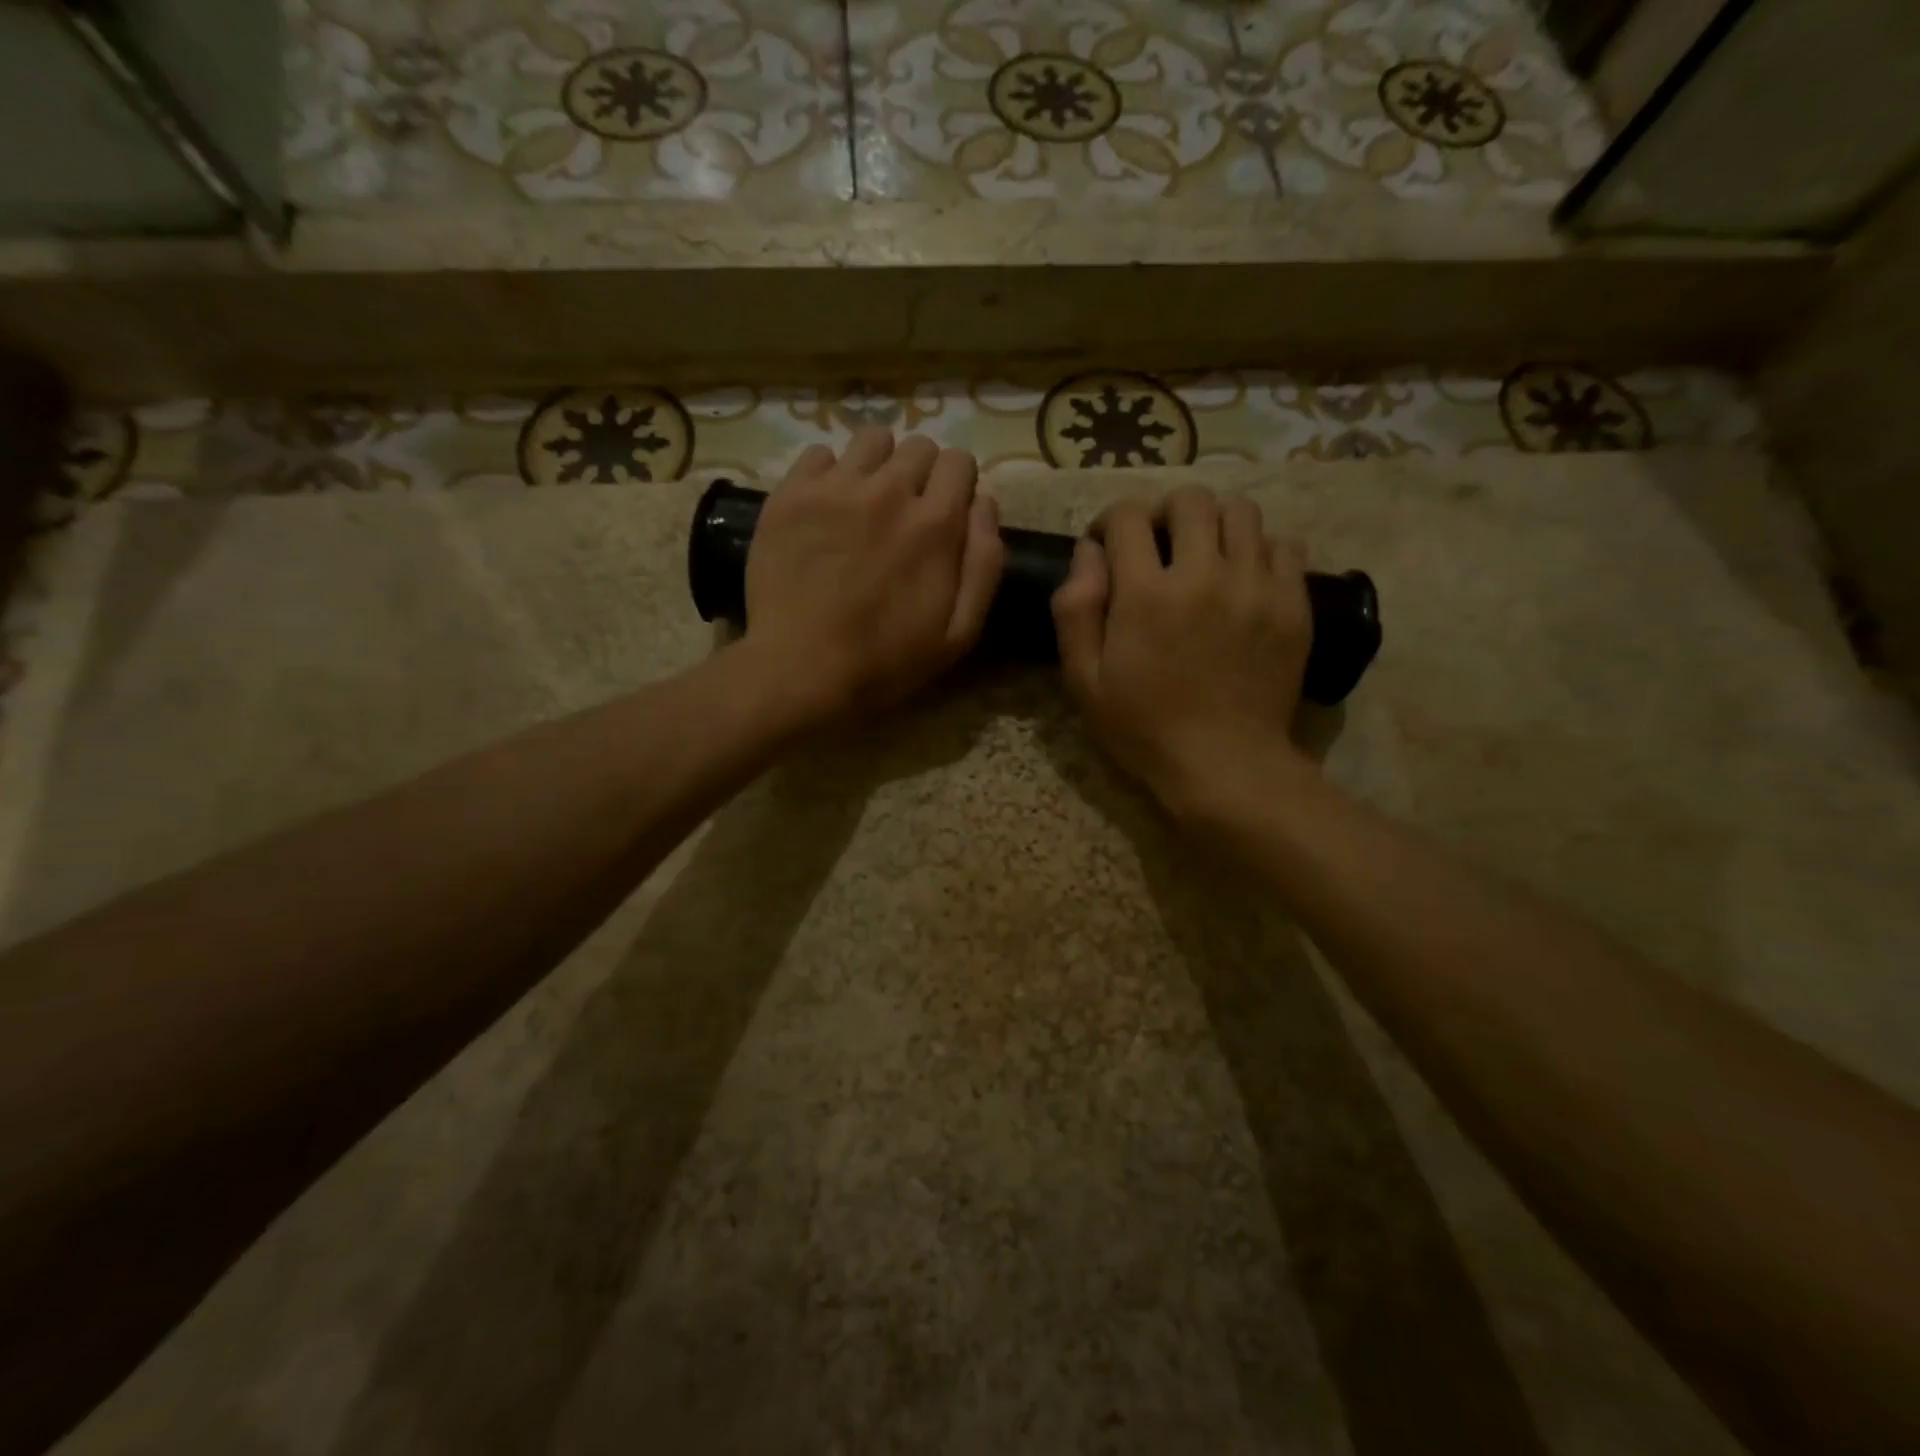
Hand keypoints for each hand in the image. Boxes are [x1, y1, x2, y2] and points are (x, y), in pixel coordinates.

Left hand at [743, 428, 1005, 719]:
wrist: (799, 670)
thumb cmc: (885, 661)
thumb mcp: (959, 632)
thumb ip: (984, 564)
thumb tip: (985, 504)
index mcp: (936, 523)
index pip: (959, 461)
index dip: (957, 484)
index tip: (945, 512)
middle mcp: (890, 490)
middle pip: (919, 446)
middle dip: (921, 473)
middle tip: (905, 513)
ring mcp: (836, 487)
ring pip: (871, 439)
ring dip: (878, 463)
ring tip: (865, 500)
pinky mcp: (791, 494)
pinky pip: (819, 453)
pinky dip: (828, 473)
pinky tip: (825, 508)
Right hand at [1051, 486, 1313, 816]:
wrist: (1223, 763)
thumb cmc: (1143, 727)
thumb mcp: (1083, 680)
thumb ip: (1075, 609)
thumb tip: (1087, 552)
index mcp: (1146, 594)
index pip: (1127, 516)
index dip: (1109, 523)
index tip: (1107, 547)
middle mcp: (1204, 575)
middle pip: (1189, 500)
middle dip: (1164, 513)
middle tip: (1158, 546)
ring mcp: (1256, 586)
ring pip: (1241, 511)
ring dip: (1213, 523)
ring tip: (1204, 556)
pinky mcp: (1293, 603)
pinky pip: (1283, 544)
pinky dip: (1258, 548)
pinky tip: (1243, 577)